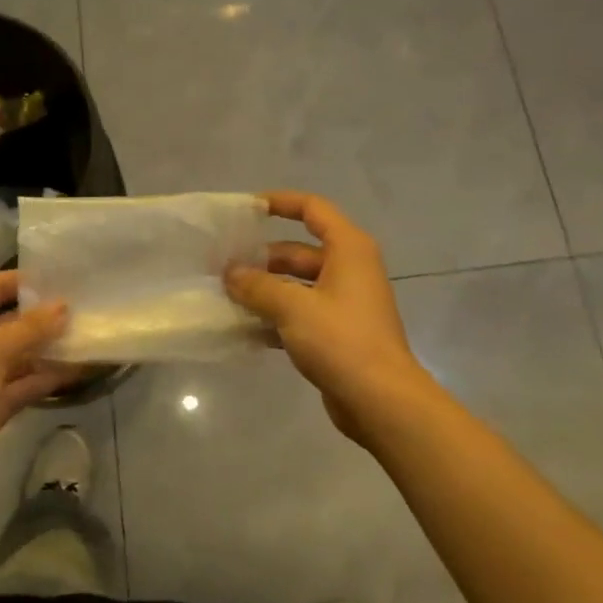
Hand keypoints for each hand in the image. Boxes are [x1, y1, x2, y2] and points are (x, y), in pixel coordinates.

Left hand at [0, 270, 68, 503]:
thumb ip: (30, 327)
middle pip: (11, 320)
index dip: (28, 281)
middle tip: (90, 306)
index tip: (68, 276)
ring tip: (93, 334)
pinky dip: (50, 376)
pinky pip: (26, 382)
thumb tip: (64, 306)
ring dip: (52, 347)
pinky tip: (83, 367)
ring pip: (22, 353)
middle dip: (46, 316)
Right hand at [225, 191, 427, 443]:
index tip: (245, 210)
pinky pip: (299, 313)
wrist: (380, 400)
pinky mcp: (337, 333)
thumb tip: (231, 273)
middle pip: (298, 250)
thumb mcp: (293, 307)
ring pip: (296, 285)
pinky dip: (275, 316)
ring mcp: (344, 302)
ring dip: (264, 289)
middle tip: (221, 267)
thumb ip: (257, 286)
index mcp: (348, 250)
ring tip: (225, 296)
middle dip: (261, 258)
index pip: (312, 209)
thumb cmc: (340, 341)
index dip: (279, 203)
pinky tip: (244, 328)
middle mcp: (349, 269)